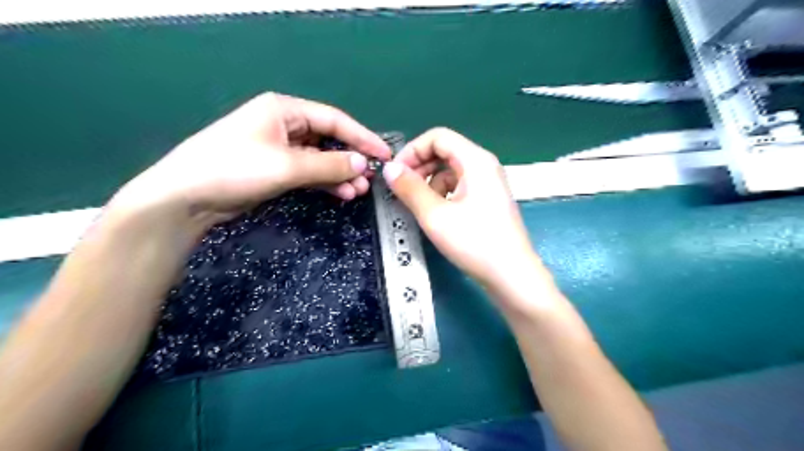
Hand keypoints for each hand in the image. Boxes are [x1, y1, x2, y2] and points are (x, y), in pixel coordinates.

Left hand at [109, 91, 392, 231]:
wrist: (187, 198)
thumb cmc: (235, 169)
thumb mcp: (286, 165)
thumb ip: (328, 165)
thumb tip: (362, 164)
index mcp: (284, 110)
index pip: (334, 120)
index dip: (361, 136)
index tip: (382, 154)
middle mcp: (284, 125)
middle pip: (328, 139)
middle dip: (350, 159)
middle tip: (370, 178)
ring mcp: (279, 149)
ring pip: (320, 159)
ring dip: (339, 174)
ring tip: (358, 190)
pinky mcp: (275, 170)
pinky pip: (308, 172)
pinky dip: (325, 182)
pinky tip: (341, 193)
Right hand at [381, 127, 546, 302]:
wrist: (512, 276)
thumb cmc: (474, 243)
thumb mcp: (435, 215)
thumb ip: (409, 188)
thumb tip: (389, 168)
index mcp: (475, 160)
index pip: (438, 137)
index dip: (412, 150)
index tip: (395, 173)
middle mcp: (484, 165)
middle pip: (445, 151)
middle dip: (420, 166)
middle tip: (402, 189)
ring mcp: (489, 182)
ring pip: (451, 169)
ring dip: (430, 181)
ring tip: (420, 206)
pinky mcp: (488, 199)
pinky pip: (460, 185)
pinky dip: (443, 193)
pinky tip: (438, 213)